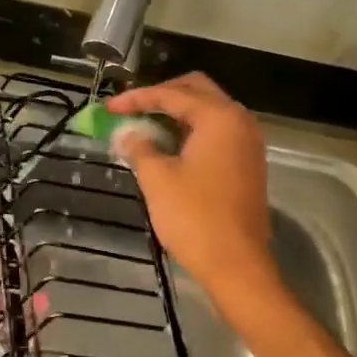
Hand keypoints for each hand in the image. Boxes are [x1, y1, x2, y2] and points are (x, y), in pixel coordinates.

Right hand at [105, 73, 275, 315]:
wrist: (237, 265)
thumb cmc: (195, 217)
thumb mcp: (157, 178)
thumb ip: (139, 147)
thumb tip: (126, 134)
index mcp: (219, 117)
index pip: (172, 94)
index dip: (137, 98)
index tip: (108, 108)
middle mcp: (239, 121)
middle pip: (196, 91)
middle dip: (161, 96)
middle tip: (132, 109)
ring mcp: (247, 142)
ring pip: (208, 111)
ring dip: (177, 112)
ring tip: (145, 125)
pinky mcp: (247, 163)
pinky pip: (216, 132)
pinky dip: (191, 130)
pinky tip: (168, 145)